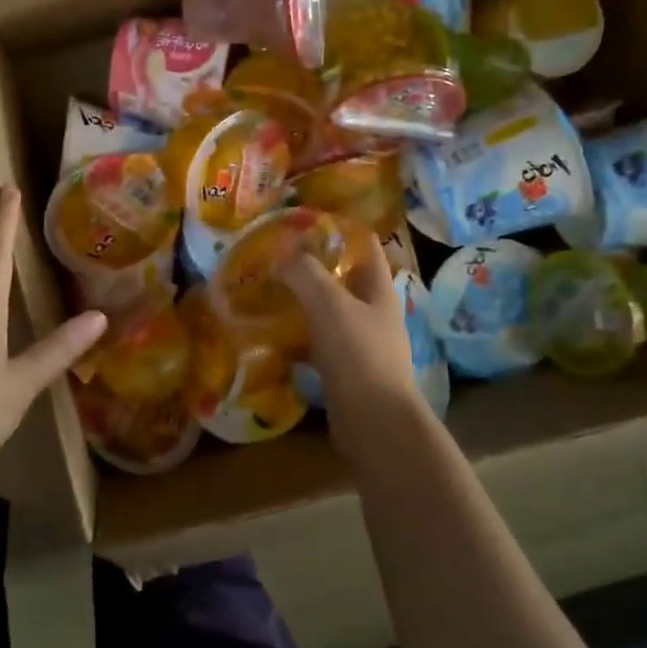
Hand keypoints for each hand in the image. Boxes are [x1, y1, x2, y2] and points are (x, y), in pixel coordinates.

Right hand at [284, 232, 430, 459]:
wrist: (374, 423)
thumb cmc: (357, 355)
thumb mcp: (329, 305)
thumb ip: (305, 274)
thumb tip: (282, 255)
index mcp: (379, 290)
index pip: (364, 246)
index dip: (338, 231)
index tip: (302, 225)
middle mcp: (374, 314)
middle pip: (343, 280)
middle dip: (311, 269)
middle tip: (275, 261)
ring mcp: (361, 345)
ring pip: (328, 314)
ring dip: (301, 305)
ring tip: (267, 295)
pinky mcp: (345, 372)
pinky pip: (318, 347)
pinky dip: (297, 341)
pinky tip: (272, 339)